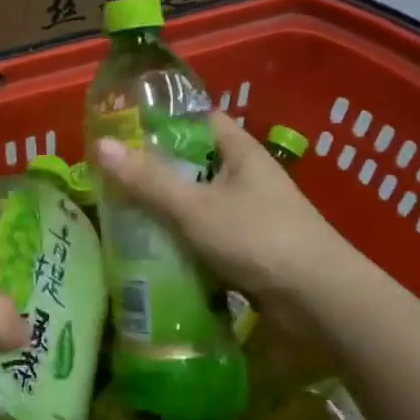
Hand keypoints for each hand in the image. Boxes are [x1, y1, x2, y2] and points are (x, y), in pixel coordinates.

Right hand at [94, 109, 349, 314]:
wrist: (318, 300)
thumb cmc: (257, 238)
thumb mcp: (194, 207)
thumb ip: (147, 180)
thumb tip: (101, 145)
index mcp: (240, 151)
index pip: (198, 119)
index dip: (162, 120)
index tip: (123, 129)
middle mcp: (245, 176)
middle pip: (192, 163)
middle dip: (154, 170)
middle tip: (110, 176)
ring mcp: (249, 212)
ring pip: (196, 201)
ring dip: (165, 208)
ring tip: (119, 211)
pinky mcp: (248, 246)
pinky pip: (205, 233)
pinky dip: (181, 238)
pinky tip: (150, 248)